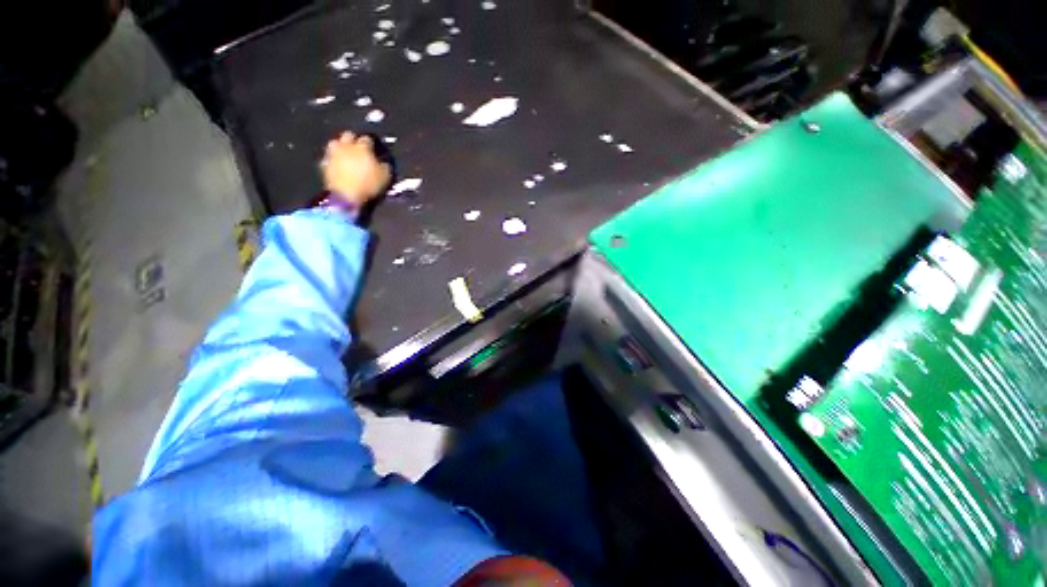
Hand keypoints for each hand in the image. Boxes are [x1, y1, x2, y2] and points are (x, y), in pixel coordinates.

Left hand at [321, 132, 391, 206]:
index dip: (371, 144)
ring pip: (335, 142)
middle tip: (358, 149)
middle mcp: (346, 146)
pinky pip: (329, 157)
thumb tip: (383, 162)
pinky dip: (333, 158)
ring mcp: (334, 153)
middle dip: (353, 140)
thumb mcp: (385, 177)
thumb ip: (384, 166)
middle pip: (348, 135)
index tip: (373, 149)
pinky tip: (338, 164)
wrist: (346, 195)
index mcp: (362, 147)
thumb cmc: (369, 184)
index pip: (367, 139)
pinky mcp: (325, 163)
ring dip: (340, 146)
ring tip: (345, 153)